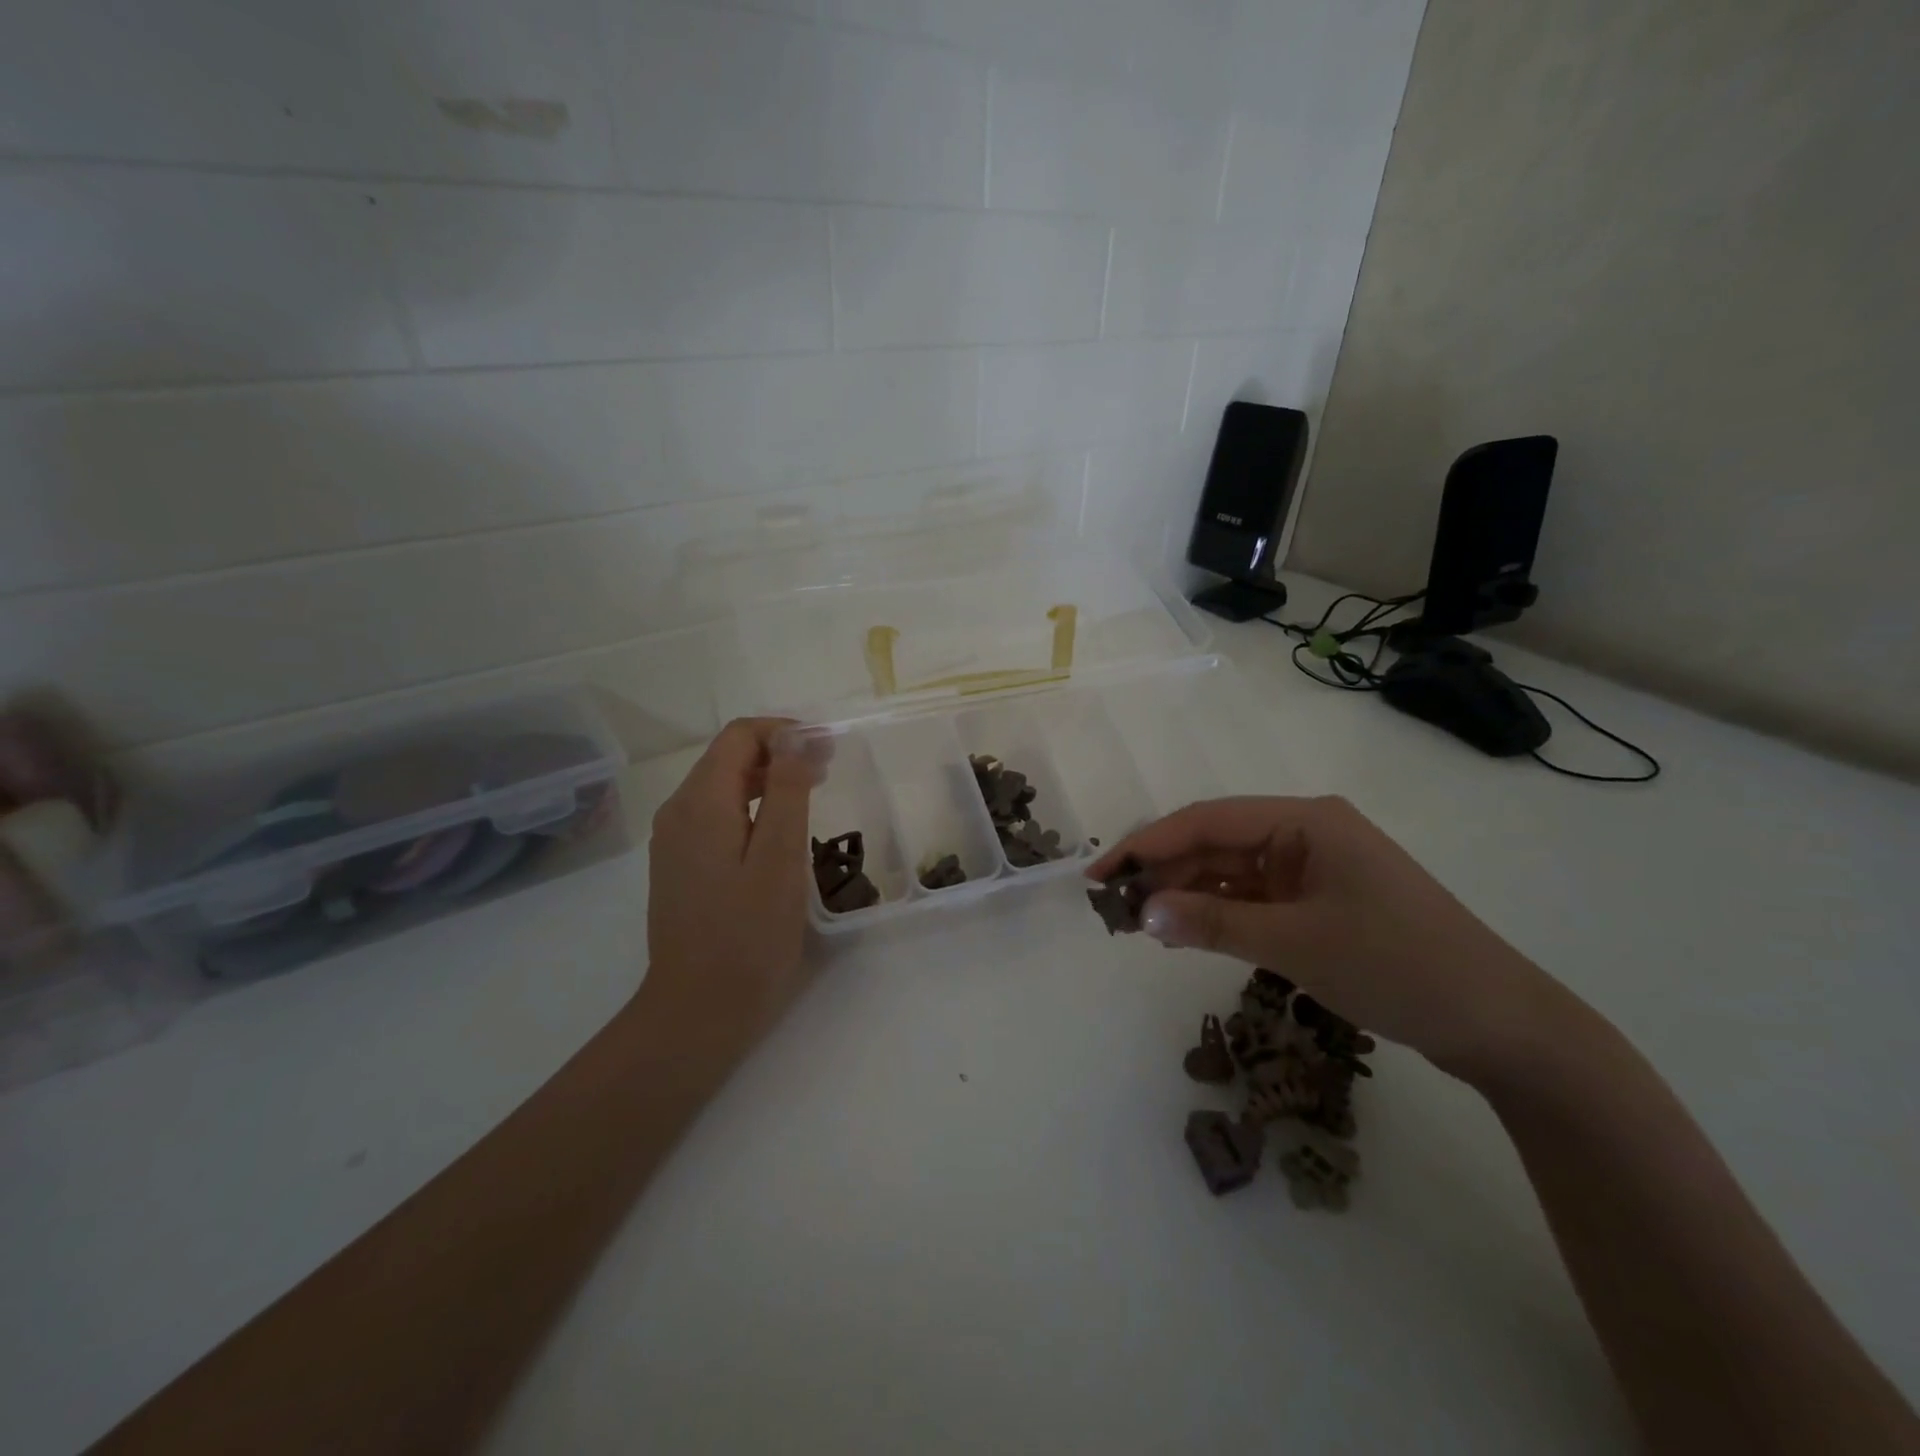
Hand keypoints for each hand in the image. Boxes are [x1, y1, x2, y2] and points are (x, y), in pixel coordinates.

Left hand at [644, 719, 817, 1047]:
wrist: (697, 1012)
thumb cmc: (747, 936)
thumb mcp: (779, 858)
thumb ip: (786, 791)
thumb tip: (795, 736)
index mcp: (700, 803)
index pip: (739, 736)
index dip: (785, 732)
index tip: (828, 749)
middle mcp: (678, 811)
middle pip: (728, 757)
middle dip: (779, 752)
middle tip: (828, 771)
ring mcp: (674, 840)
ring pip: (721, 785)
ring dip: (766, 778)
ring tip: (811, 794)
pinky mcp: (680, 865)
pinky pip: (715, 815)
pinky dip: (750, 806)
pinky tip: (777, 831)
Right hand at [1089, 796, 1590, 1084]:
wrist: (1499, 1023)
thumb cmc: (1398, 966)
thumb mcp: (1296, 944)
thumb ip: (1213, 922)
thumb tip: (1142, 912)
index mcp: (1304, 820)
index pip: (1205, 821)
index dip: (1146, 844)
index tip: (1099, 875)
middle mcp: (1305, 832)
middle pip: (1215, 842)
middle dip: (1163, 871)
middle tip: (1113, 908)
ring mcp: (1314, 867)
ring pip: (1230, 870)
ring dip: (1186, 892)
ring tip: (1139, 922)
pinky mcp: (1320, 900)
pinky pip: (1253, 896)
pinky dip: (1217, 911)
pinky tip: (1186, 929)